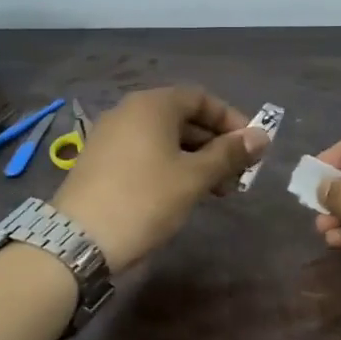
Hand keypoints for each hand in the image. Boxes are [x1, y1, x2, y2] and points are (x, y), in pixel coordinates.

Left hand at [51, 86, 270, 270]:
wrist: (78, 241)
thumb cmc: (145, 199)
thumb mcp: (194, 177)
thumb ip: (229, 154)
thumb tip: (262, 136)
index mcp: (152, 105)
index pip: (201, 98)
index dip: (231, 120)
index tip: (252, 147)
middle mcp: (129, 111)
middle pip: (183, 118)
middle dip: (215, 144)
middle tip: (237, 175)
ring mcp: (111, 136)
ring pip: (164, 138)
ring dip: (195, 159)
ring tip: (216, 191)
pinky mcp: (100, 161)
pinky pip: (145, 152)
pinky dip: (170, 166)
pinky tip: (183, 193)